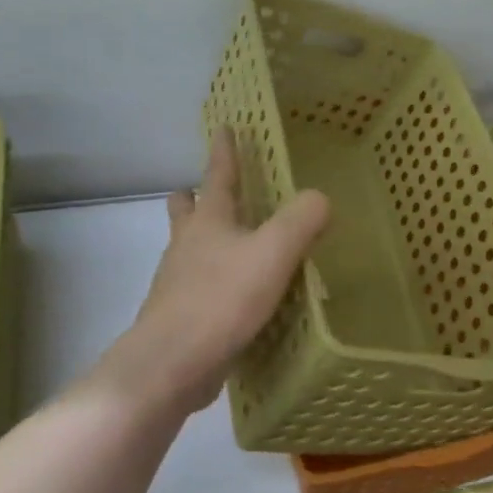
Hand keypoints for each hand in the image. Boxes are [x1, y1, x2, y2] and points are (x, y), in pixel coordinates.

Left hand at [106, 127, 330, 414]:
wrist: (171, 364)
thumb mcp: (273, 253)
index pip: (218, 175)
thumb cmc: (221, 299)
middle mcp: (187, 246)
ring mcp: (177, 283)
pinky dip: (211, 282)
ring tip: (228, 245)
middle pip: (187, 211)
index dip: (224, 151)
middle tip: (203, 189)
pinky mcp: (179, 318)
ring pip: (188, 250)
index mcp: (209, 222)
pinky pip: (196, 289)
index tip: (224, 128)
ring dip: (202, 241)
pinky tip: (231, 297)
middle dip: (195, 197)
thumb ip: (301, 221)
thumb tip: (320, 198)